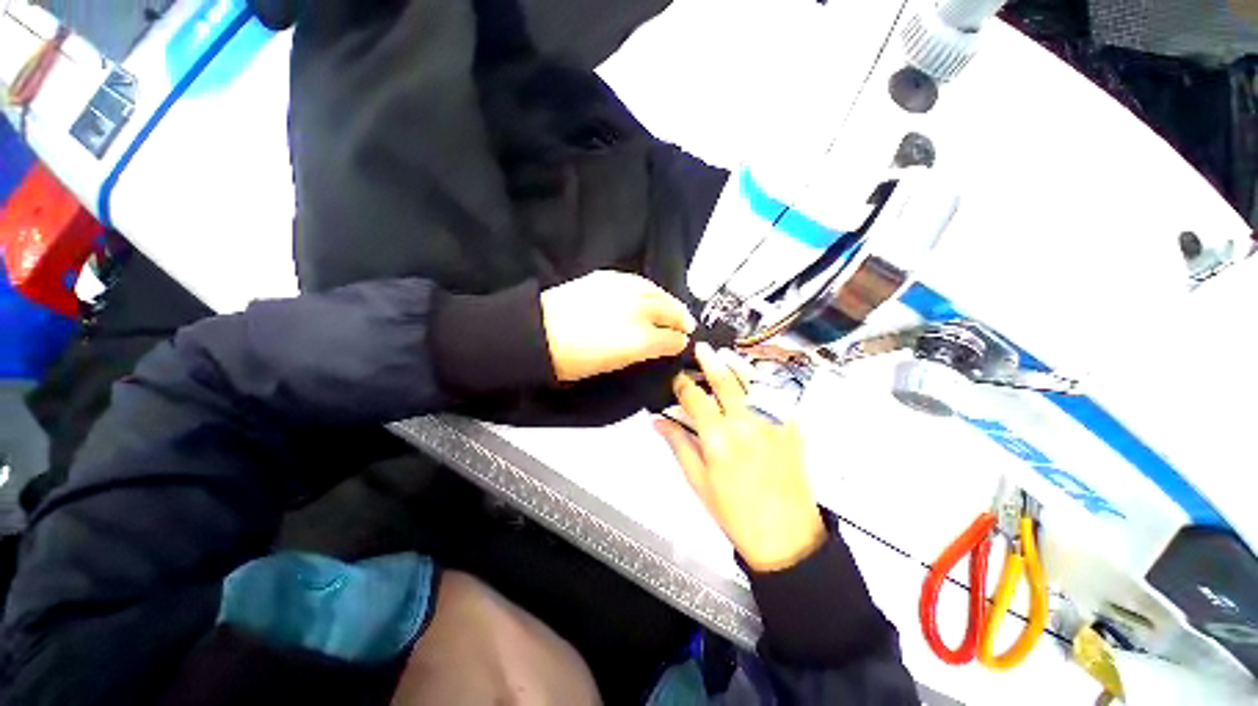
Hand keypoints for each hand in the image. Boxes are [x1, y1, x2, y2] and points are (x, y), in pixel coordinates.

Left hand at [541, 271, 695, 382]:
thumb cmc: (573, 360)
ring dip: (669, 301)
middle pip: (669, 311)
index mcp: (639, 340)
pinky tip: (651, 293)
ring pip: (657, 292)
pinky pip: (638, 281)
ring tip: (674, 307)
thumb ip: (641, 352)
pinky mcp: (608, 278)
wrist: (538, 333)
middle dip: (681, 318)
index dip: (679, 342)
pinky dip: (650, 289)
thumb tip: (657, 345)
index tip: (683, 342)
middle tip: (687, 324)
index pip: (670, 339)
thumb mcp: (613, 364)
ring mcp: (624, 291)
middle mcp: (637, 311)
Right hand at [655, 343, 826, 572]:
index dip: (682, 383)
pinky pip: (775, 394)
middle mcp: (746, 424)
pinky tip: (751, 378)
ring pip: (751, 380)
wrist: (785, 534)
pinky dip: (759, 381)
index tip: (677, 379)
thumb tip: (658, 422)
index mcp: (718, 439)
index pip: (694, 397)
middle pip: (723, 379)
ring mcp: (773, 422)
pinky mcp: (792, 426)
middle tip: (700, 348)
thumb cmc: (737, 513)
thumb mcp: (698, 481)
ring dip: (735, 364)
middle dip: (708, 360)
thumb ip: (677, 444)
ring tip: (724, 354)